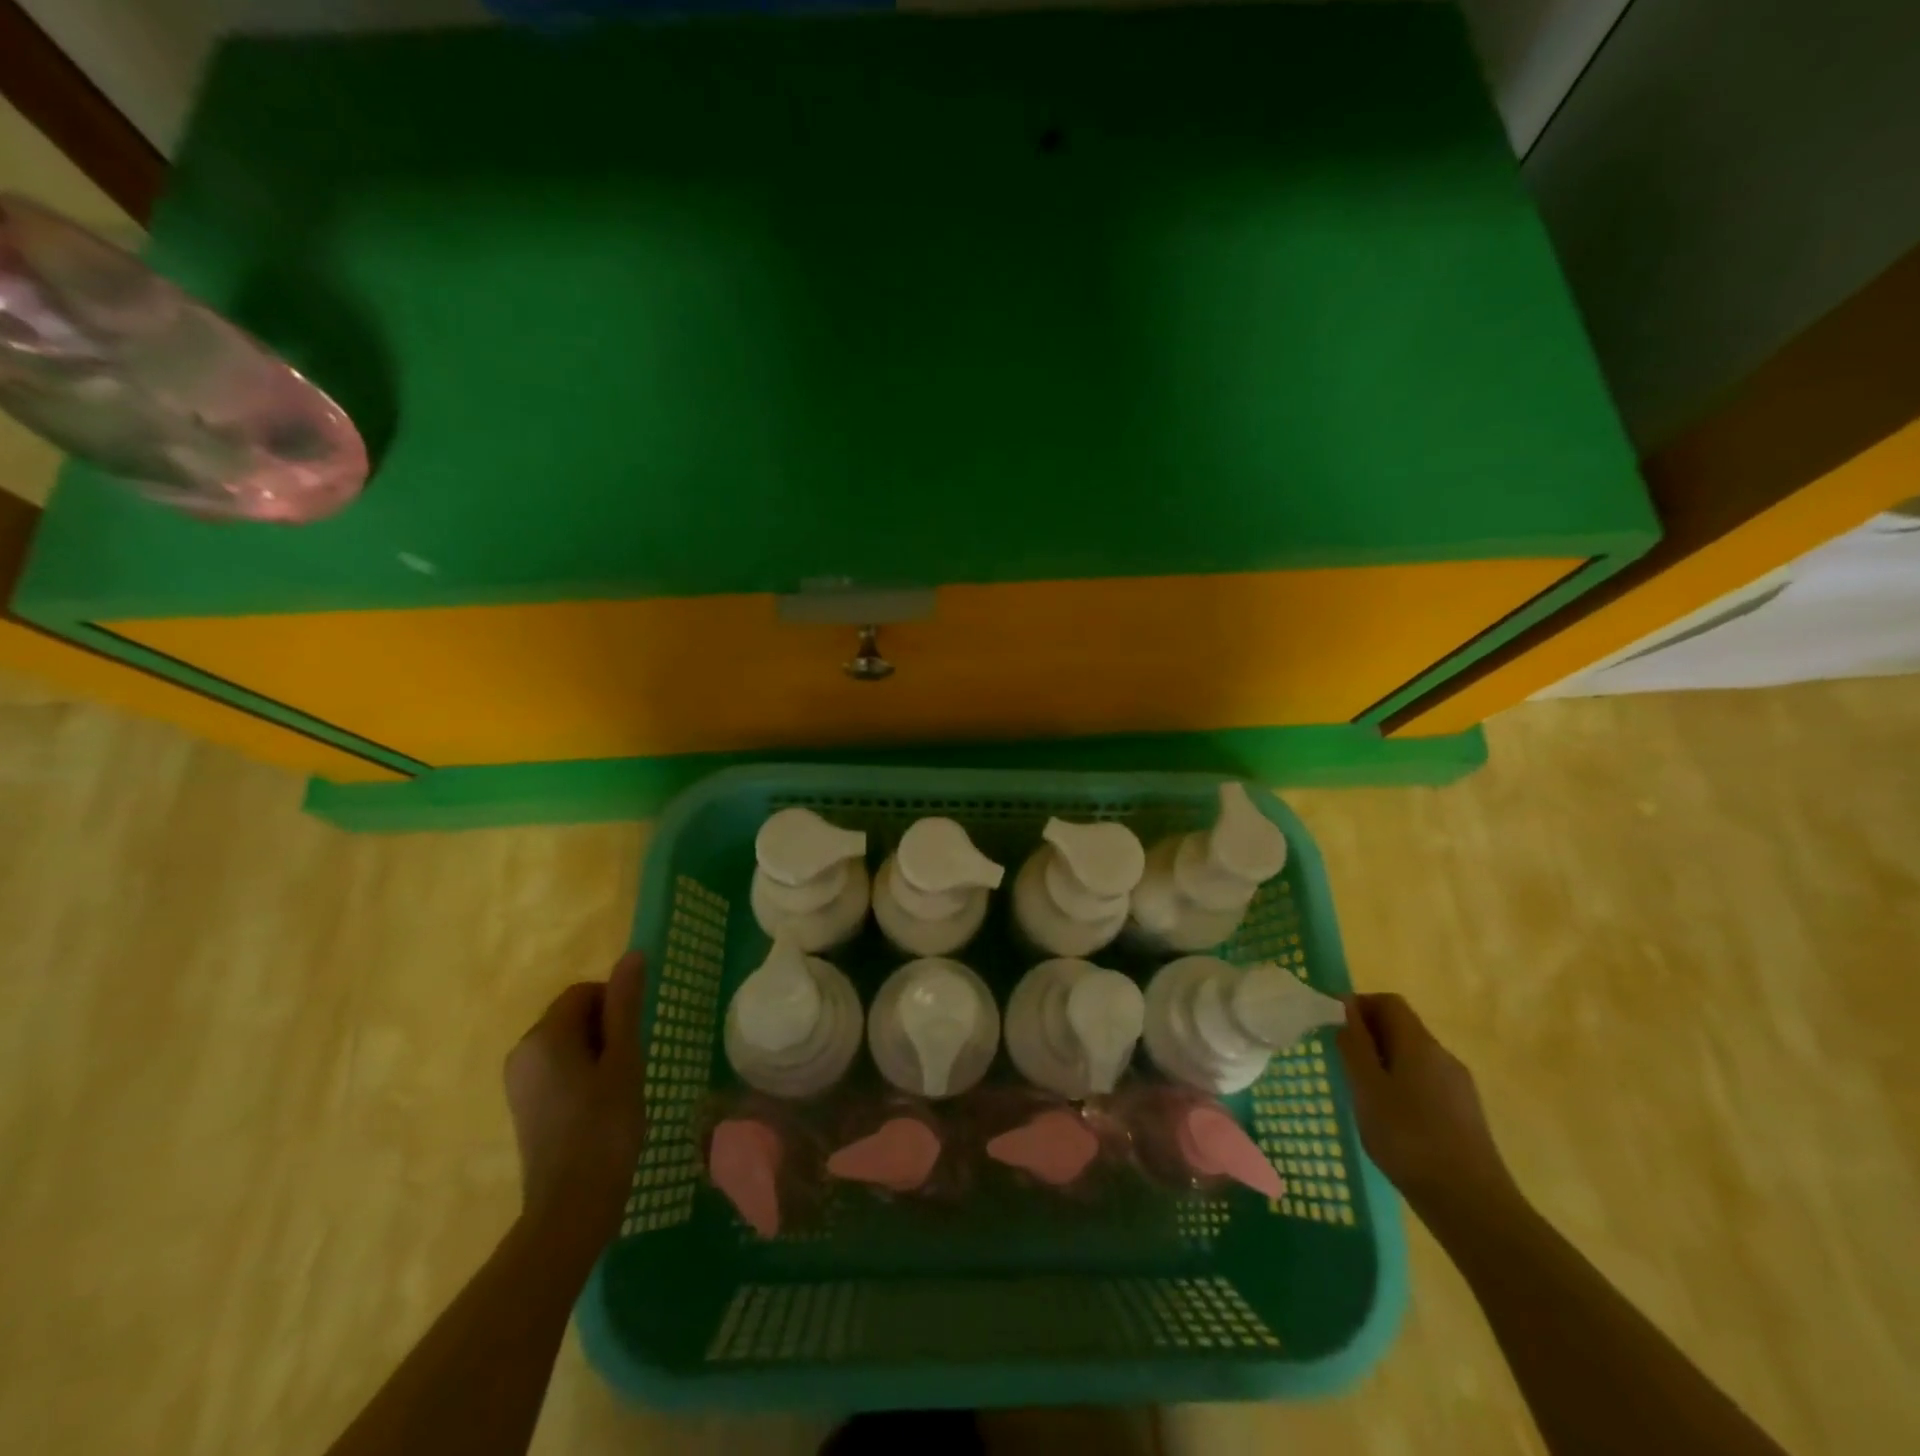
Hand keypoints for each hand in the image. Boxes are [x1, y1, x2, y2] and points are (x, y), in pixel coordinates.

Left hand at [503, 951, 646, 1247]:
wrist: (571, 1208)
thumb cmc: (604, 1127)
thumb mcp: (624, 1060)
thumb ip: (626, 1005)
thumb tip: (632, 954)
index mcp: (543, 1036)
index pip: (586, 992)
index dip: (617, 1007)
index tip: (635, 1041)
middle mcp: (521, 1052)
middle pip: (573, 1015)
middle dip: (606, 1030)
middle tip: (630, 1065)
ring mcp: (519, 1082)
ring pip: (567, 1043)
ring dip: (597, 1053)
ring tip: (618, 1088)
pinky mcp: (524, 1106)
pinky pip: (557, 1069)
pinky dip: (582, 1074)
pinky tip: (600, 1106)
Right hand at [1337, 993, 1518, 1219]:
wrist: (1472, 1204)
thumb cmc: (1408, 1138)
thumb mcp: (1366, 1088)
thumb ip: (1354, 1045)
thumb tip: (1346, 1009)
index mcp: (1419, 1044)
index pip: (1388, 1002)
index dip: (1358, 1005)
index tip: (1333, 1026)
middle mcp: (1443, 1056)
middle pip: (1402, 1028)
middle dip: (1368, 1035)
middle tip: (1342, 1061)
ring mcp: (1459, 1086)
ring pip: (1413, 1057)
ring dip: (1384, 1062)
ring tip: (1362, 1093)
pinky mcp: (1465, 1114)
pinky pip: (1426, 1082)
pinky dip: (1402, 1085)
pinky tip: (1391, 1119)